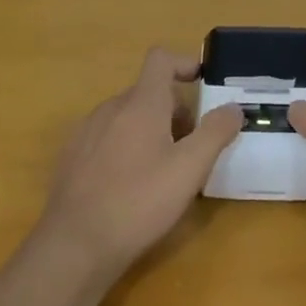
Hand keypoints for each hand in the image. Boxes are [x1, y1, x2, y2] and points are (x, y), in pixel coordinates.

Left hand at [41, 49, 242, 280]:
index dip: (184, 63)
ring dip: (151, 130)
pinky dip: (126, 147)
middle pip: (148, 92)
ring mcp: (87, 131)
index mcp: (140, 103)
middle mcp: (111, 108)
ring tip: (165, 170)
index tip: (202, 83)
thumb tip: (233, 107)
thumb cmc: (138, 202)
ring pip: (127, 116)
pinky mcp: (73, 157)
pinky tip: (131, 186)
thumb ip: (214, 133)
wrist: (73, 245)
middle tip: (193, 147)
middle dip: (174, 110)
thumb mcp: (189, 170)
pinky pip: (107, 137)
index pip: (160, 60)